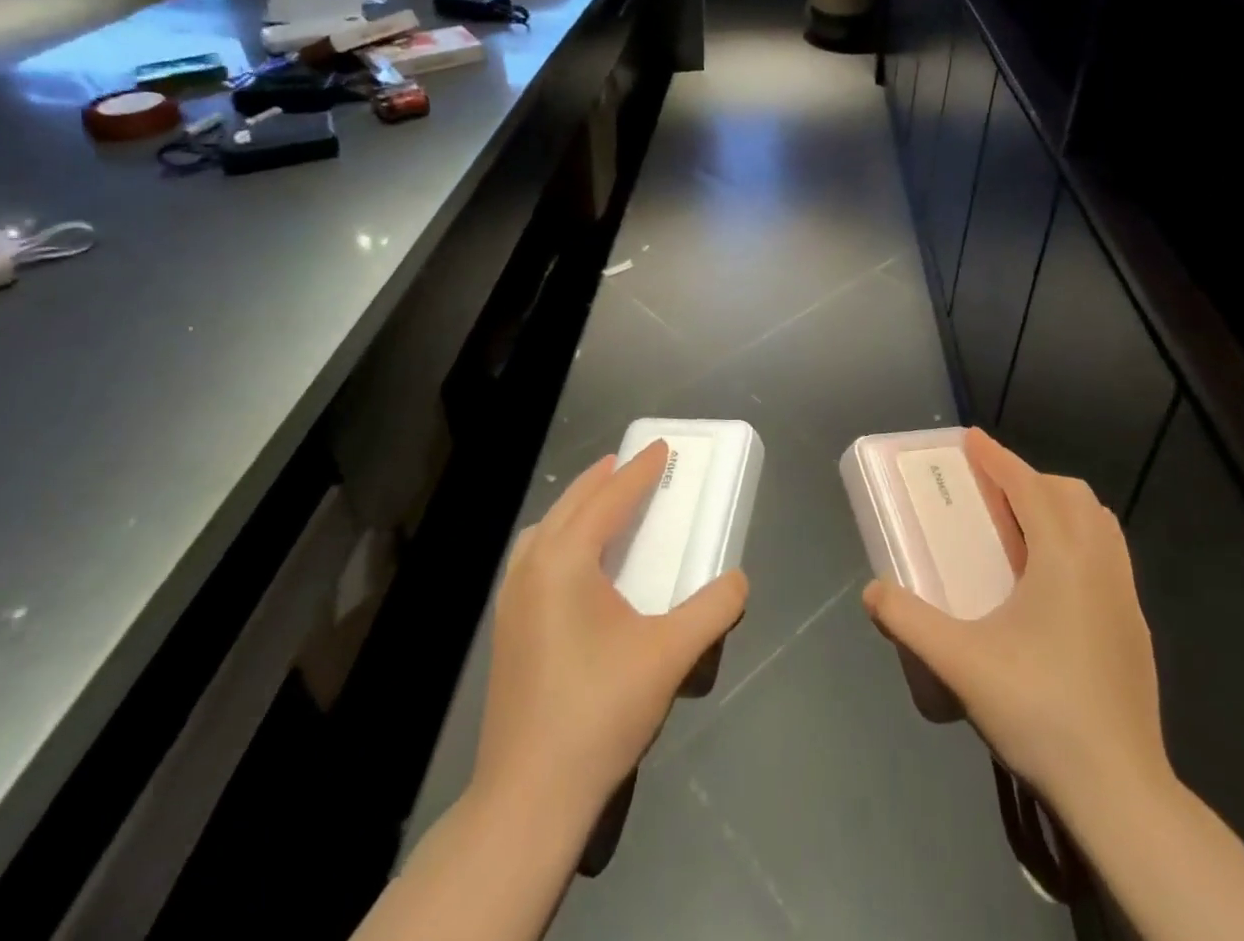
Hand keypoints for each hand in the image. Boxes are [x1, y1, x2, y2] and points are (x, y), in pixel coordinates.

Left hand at [473, 440, 749, 822]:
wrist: (529, 795)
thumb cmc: (600, 712)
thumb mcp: (669, 655)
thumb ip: (712, 610)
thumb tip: (737, 580)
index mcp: (566, 560)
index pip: (609, 499)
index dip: (639, 471)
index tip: (661, 448)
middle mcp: (532, 566)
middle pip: (571, 505)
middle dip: (602, 480)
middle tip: (629, 463)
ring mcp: (512, 598)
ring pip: (545, 530)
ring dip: (576, 507)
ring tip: (601, 502)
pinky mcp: (506, 628)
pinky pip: (533, 557)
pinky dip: (557, 537)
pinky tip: (573, 562)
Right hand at [862, 428, 1171, 830]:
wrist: (1119, 792)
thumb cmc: (1038, 711)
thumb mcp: (958, 663)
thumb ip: (907, 621)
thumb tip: (872, 591)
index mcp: (1063, 559)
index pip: (1030, 486)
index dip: (998, 458)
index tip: (971, 439)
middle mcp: (1100, 565)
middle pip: (1072, 496)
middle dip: (1031, 480)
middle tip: (991, 494)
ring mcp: (1125, 598)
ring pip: (1098, 524)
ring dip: (1059, 509)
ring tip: (1021, 532)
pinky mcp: (1135, 630)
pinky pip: (1108, 557)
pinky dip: (1078, 543)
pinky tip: (1049, 585)